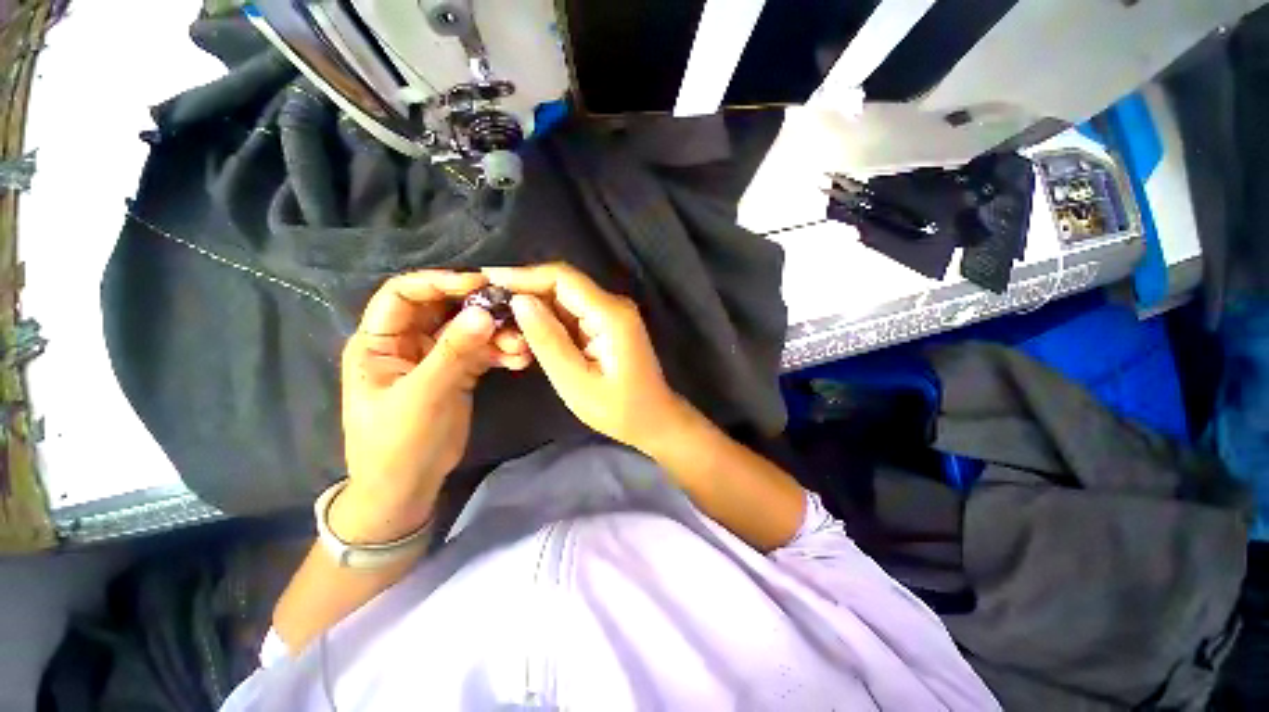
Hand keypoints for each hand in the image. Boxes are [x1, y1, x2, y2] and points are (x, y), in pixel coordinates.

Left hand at [335, 270, 531, 542]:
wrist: (408, 486)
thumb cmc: (398, 442)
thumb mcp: (423, 395)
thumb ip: (453, 352)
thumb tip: (484, 312)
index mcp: (380, 341)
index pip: (404, 294)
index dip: (439, 282)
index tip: (479, 283)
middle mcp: (407, 342)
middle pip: (444, 309)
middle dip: (478, 309)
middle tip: (513, 310)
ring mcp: (436, 357)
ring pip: (469, 331)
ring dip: (497, 334)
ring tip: (521, 346)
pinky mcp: (459, 372)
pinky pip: (482, 352)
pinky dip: (501, 353)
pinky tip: (519, 360)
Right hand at [484, 263, 690, 453]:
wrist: (654, 420)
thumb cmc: (618, 410)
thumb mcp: (576, 381)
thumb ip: (548, 340)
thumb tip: (520, 300)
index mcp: (610, 314)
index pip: (562, 278)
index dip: (523, 275)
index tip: (487, 279)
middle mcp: (613, 306)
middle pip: (563, 285)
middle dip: (525, 292)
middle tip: (486, 306)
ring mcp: (612, 315)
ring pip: (564, 300)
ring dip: (534, 308)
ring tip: (500, 321)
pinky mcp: (607, 326)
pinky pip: (572, 315)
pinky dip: (549, 322)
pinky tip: (527, 333)